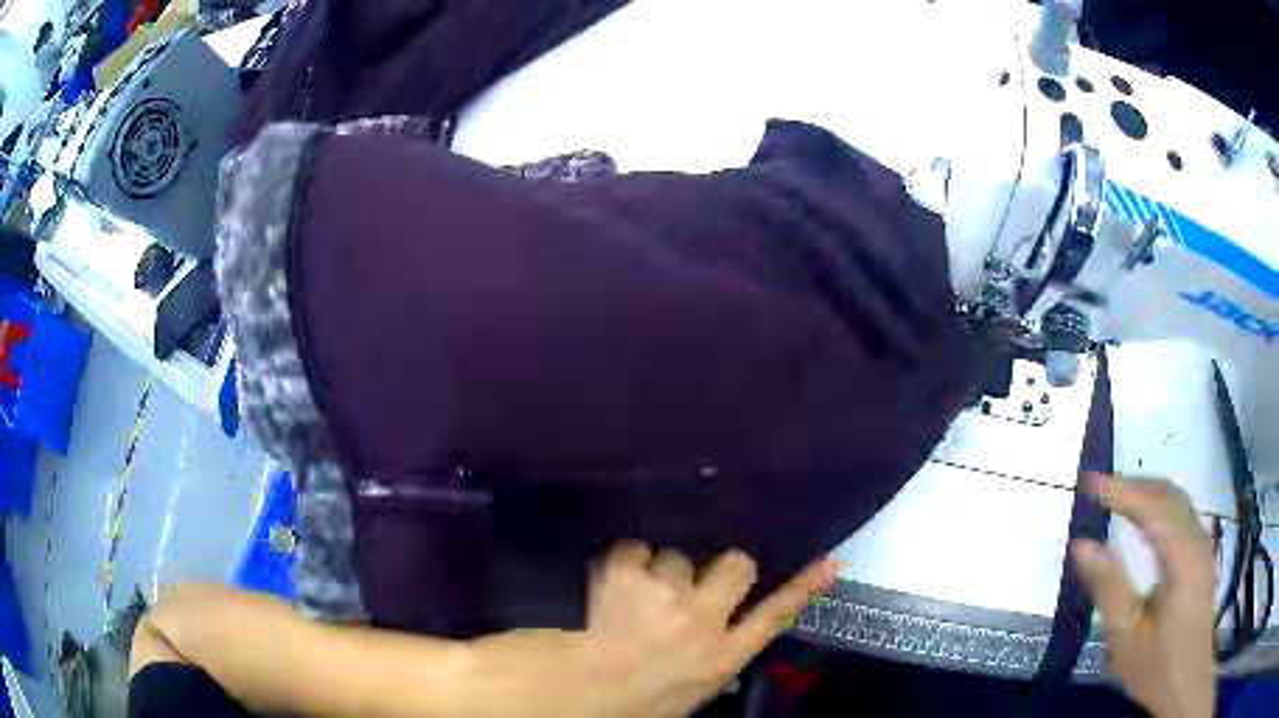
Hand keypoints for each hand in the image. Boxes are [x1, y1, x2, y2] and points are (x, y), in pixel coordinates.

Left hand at [469, 543, 838, 717]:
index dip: (804, 587)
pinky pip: (633, 550)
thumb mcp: (684, 697)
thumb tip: (724, 648)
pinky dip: (622, 563)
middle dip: (718, 568)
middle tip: (689, 582)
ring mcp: (666, 596)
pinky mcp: (627, 578)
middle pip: (735, 565)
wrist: (566, 696)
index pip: (775, 616)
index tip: (832, 560)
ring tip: (633, 598)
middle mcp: (703, 622)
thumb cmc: (626, 706)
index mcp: (720, 658)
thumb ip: (709, 665)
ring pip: (677, 556)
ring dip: (658, 571)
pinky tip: (608, 585)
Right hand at [1072, 474, 1215, 717]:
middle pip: (1169, 496)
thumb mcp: (1126, 638)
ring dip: (1146, 492)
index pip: (1155, 509)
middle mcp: (1198, 542)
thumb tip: (1082, 544)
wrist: (1187, 682)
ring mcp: (1203, 545)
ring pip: (1177, 501)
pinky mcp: (1202, 553)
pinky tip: (1143, 516)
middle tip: (1097, 487)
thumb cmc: (1156, 667)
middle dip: (1133, 485)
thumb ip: (1109, 588)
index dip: (1123, 491)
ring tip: (1114, 496)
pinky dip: (1158, 504)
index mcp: (1184, 562)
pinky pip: (1181, 513)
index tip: (1089, 483)